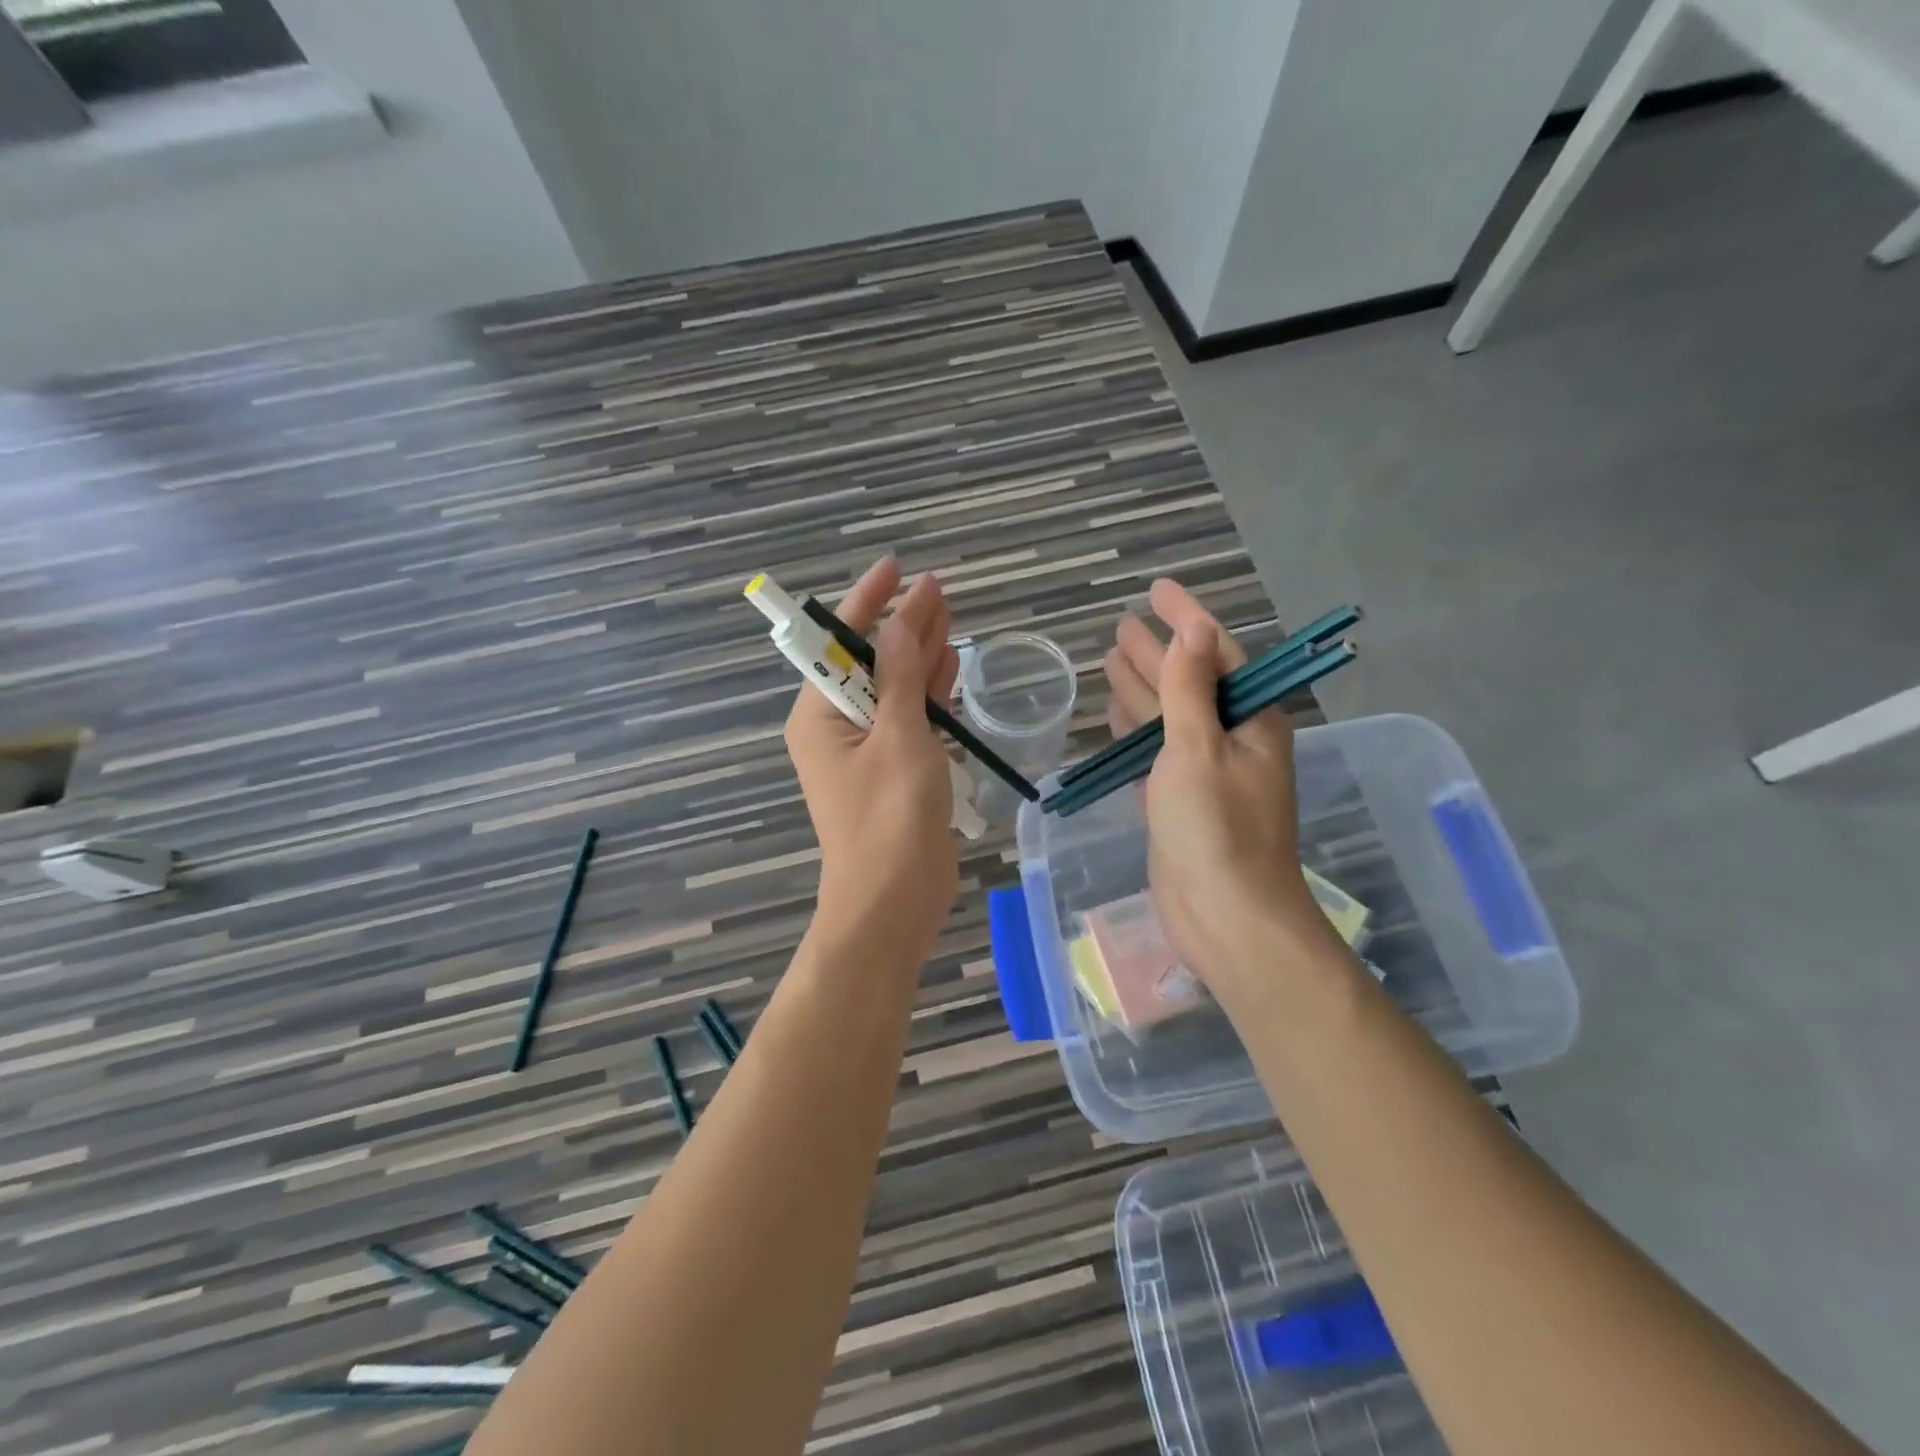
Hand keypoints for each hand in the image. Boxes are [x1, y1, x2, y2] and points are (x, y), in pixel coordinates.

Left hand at [785, 557, 961, 962]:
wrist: (894, 902)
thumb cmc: (889, 818)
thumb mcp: (897, 736)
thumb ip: (901, 674)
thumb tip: (903, 618)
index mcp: (819, 713)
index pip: (838, 642)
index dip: (868, 601)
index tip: (897, 567)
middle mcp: (836, 726)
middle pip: (870, 661)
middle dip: (902, 625)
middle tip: (939, 590)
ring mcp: (867, 750)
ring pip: (893, 688)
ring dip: (919, 654)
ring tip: (949, 616)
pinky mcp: (895, 770)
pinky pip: (910, 719)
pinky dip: (929, 692)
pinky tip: (949, 665)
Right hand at [1103, 581, 1332, 991]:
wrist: (1226, 920)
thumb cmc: (1216, 831)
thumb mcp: (1198, 750)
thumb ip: (1189, 690)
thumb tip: (1191, 632)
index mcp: (1251, 722)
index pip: (1216, 653)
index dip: (1186, 618)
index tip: (1157, 589)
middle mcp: (1232, 741)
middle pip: (1190, 682)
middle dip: (1159, 652)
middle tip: (1123, 623)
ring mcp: (1205, 773)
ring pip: (1169, 717)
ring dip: (1144, 687)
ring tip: (1112, 657)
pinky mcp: (1180, 802)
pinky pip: (1157, 751)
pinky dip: (1137, 730)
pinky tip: (1116, 713)